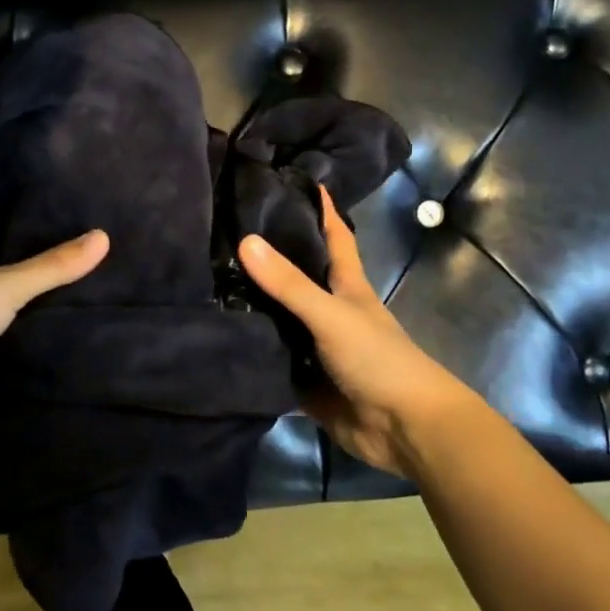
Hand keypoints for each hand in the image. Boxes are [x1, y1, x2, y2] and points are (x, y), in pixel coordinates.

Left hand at [0, 209, 108, 428]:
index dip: (8, 209)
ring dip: (32, 316)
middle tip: (79, 252)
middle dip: (31, 266)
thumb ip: (51, 267)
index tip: (40, 193)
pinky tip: (60, 354)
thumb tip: (104, 236)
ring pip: (4, 319)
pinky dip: (26, 357)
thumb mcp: (3, 285)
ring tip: (83, 304)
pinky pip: (4, 361)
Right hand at [239, 187, 484, 475]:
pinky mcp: (303, 380)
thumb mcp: (332, 314)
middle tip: (220, 232)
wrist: (405, 430)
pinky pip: (270, 360)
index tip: (290, 180)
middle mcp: (328, 310)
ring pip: (278, 318)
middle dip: (266, 256)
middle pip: (295, 276)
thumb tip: (244, 240)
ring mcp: (314, 346)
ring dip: (251, 306)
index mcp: (346, 285)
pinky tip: (215, 338)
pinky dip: (250, 351)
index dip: (319, 208)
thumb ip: (289, 284)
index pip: (333, 235)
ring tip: (204, 281)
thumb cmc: (379, 359)